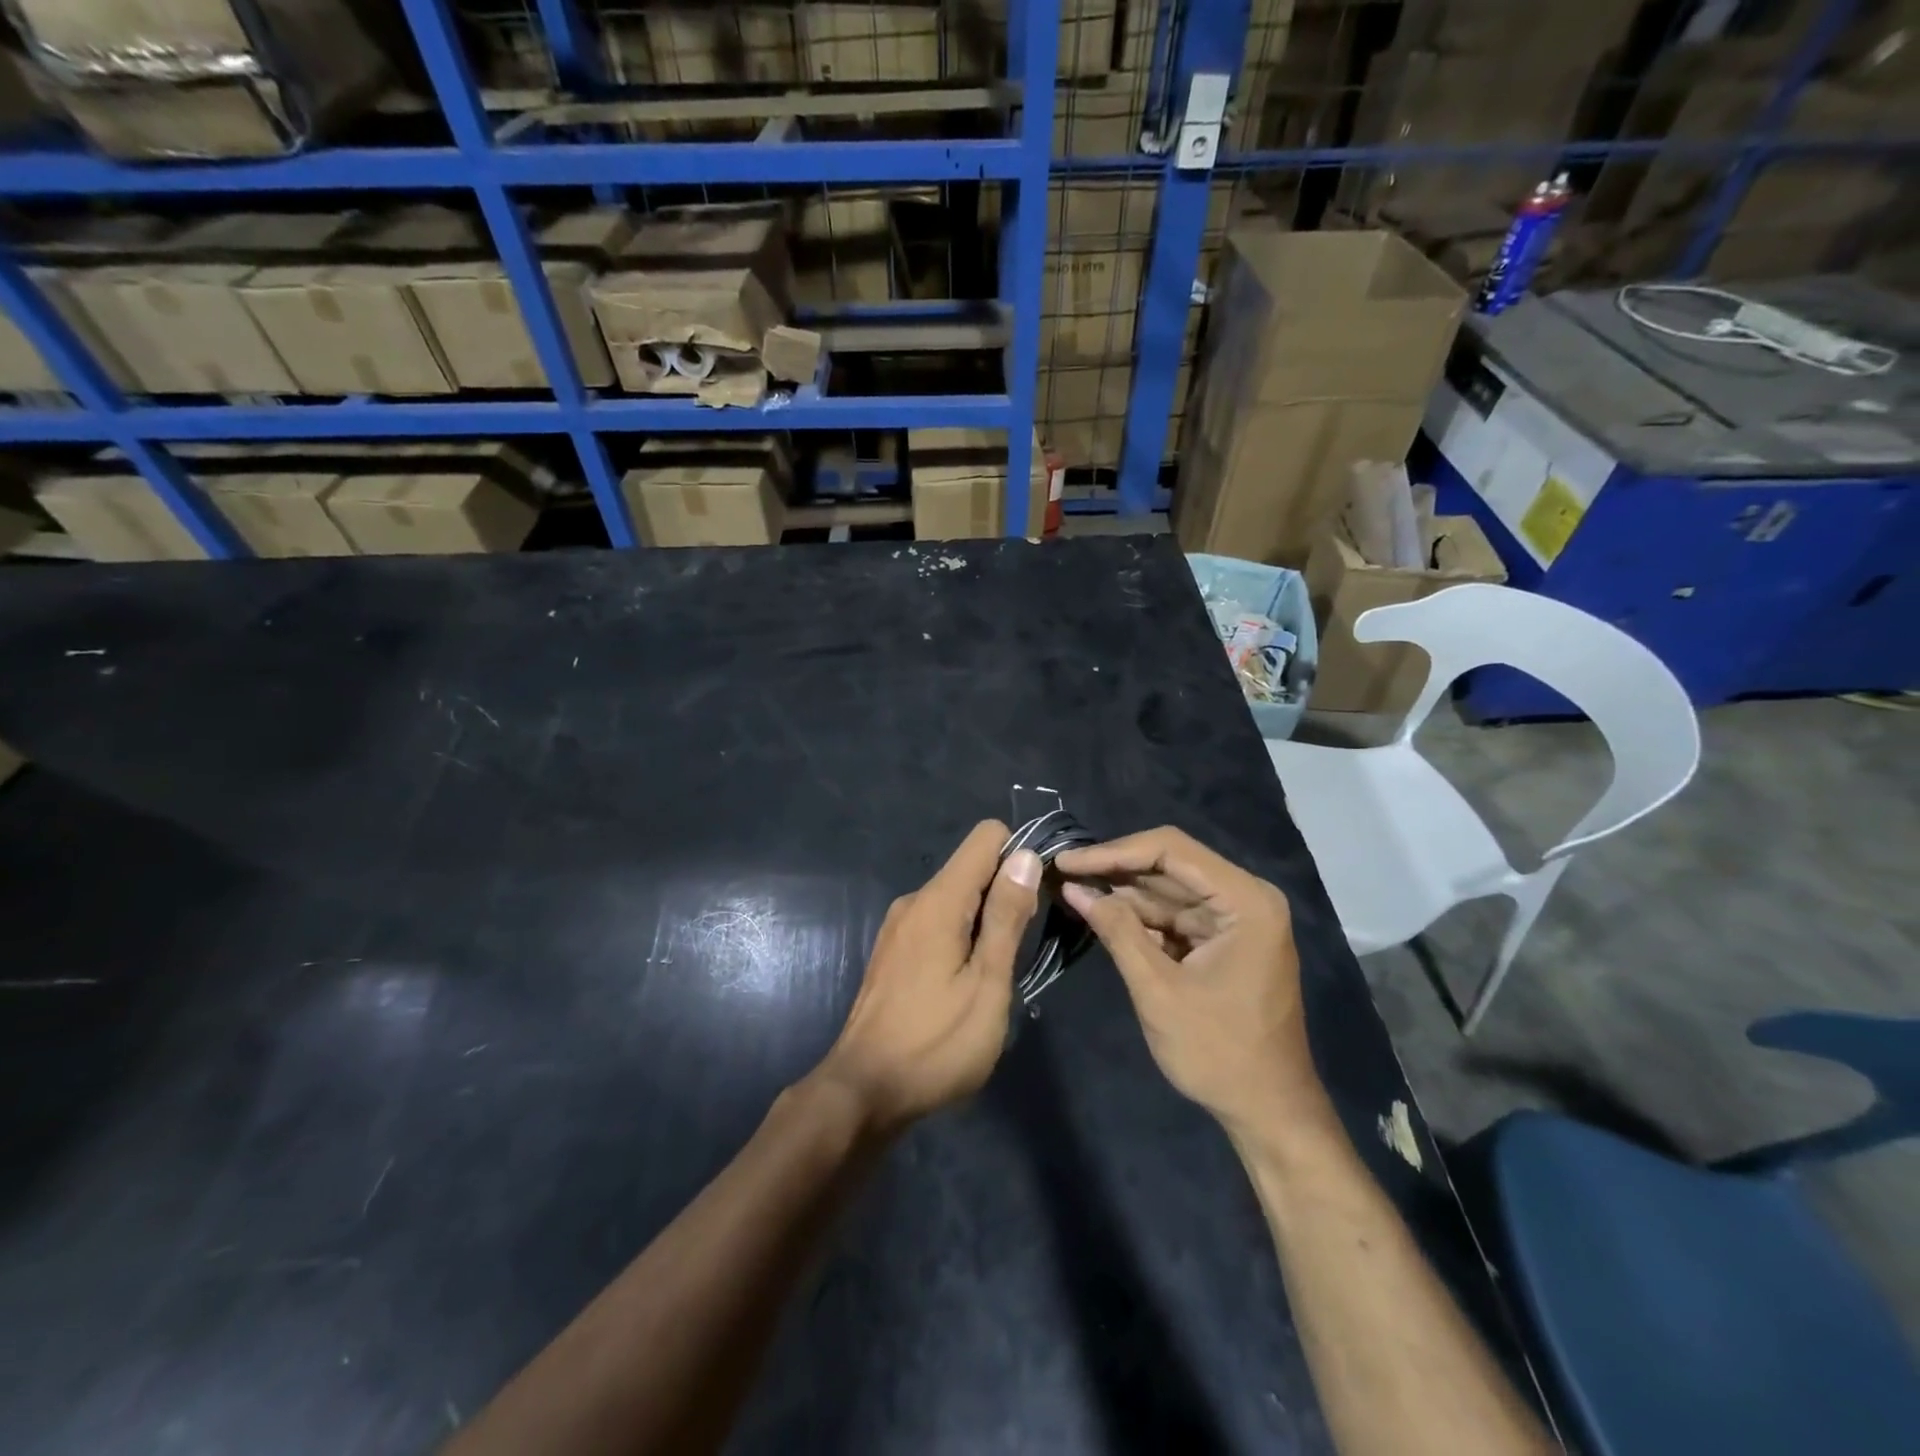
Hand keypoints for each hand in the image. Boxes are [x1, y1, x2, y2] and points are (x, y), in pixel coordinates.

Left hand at [811, 821, 1041, 1134]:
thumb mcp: (987, 983)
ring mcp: (900, 926)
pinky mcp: (894, 951)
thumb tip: (1025, 855)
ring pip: (956, 898)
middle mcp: (915, 900)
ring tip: (995, 975)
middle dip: (1006, 894)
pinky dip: (961, 937)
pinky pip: (938, 922)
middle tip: (1021, 951)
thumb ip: (1007, 917)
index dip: (1020, 857)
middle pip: (972, 867)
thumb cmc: (936, 1043)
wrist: (863, 1091)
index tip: (1036, 899)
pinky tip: (964, 985)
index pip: (987, 836)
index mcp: (939, 900)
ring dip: (985, 922)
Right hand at [1055, 827, 1324, 1136]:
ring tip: (1069, 886)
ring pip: (1167, 889)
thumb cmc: (1219, 1052)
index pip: (1170, 850)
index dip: (1113, 852)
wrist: (1268, 1112)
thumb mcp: (1158, 989)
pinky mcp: (1222, 939)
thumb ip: (1117, 931)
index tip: (1067, 862)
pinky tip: (1099, 911)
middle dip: (1114, 869)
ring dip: (1121, 891)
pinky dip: (1138, 916)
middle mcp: (1245, 898)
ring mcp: (1235, 919)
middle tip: (1060, 871)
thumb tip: (1073, 888)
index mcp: (1244, 901)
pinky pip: (1174, 915)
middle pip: (1169, 865)